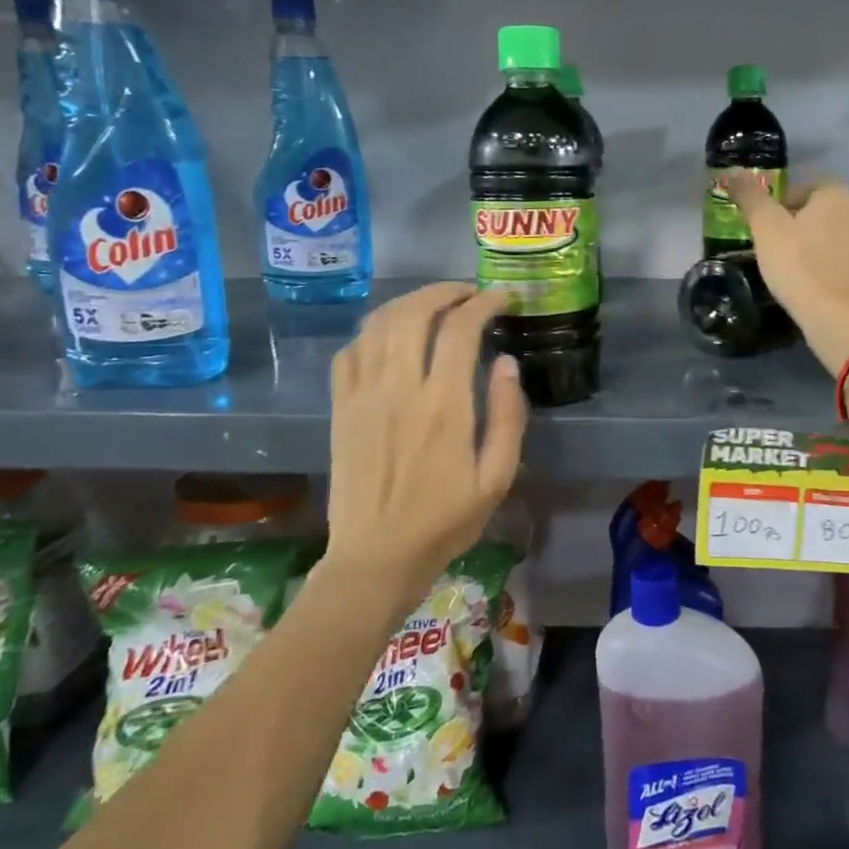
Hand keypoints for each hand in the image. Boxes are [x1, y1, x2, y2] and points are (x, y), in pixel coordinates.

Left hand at [325, 284, 526, 607]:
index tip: (502, 298)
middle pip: (414, 312)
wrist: (375, 557)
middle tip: (469, 293)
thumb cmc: (444, 522)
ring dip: (409, 302)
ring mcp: (363, 395)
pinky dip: (373, 331)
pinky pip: (350, 351)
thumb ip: (507, 417)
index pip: (460, 330)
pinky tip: (391, 336)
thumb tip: (507, 363)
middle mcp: (399, 388)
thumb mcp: (496, 479)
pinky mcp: (340, 408)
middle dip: (445, 291)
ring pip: (379, 324)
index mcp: (444, 406)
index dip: (483, 303)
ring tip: (434, 304)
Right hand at [727, 174, 848, 375]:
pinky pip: (843, 256)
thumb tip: (733, 172)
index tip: (765, 227)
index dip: (780, 204)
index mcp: (835, 192)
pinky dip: (827, 262)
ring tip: (791, 266)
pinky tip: (811, 281)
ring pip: (832, 233)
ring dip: (813, 243)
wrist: (840, 317)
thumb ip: (751, 197)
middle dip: (798, 223)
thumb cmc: (799, 266)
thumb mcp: (766, 228)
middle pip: (819, 209)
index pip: (803, 186)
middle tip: (774, 247)